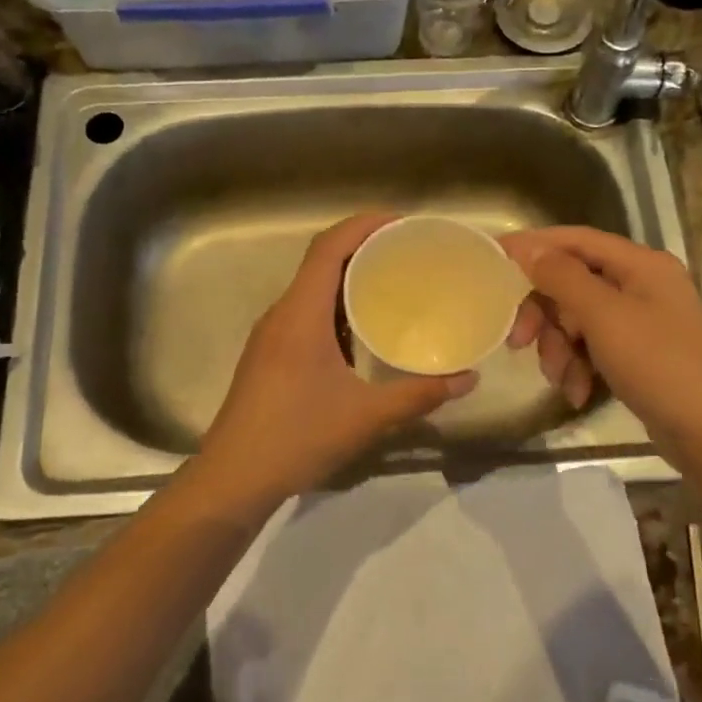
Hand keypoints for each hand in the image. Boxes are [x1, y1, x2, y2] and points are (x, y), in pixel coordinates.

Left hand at [202, 214, 477, 503]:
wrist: (233, 478)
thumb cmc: (296, 437)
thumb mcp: (366, 416)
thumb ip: (419, 395)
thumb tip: (468, 378)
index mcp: (300, 314)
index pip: (329, 247)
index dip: (364, 225)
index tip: (403, 222)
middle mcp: (282, 314)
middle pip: (321, 262)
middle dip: (364, 248)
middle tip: (409, 252)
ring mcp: (272, 336)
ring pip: (313, 290)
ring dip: (349, 278)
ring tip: (393, 282)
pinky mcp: (270, 356)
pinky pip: (307, 314)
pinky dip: (337, 307)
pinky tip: (364, 329)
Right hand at [502, 226, 701, 464]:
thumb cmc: (659, 364)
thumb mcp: (604, 316)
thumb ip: (562, 277)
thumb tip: (527, 247)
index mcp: (640, 264)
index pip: (575, 240)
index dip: (534, 246)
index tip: (492, 258)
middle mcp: (640, 284)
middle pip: (571, 283)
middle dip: (544, 314)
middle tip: (518, 341)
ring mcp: (639, 320)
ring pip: (576, 320)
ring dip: (559, 348)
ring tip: (562, 378)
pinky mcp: (635, 352)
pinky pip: (591, 347)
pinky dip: (578, 367)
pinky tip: (577, 393)